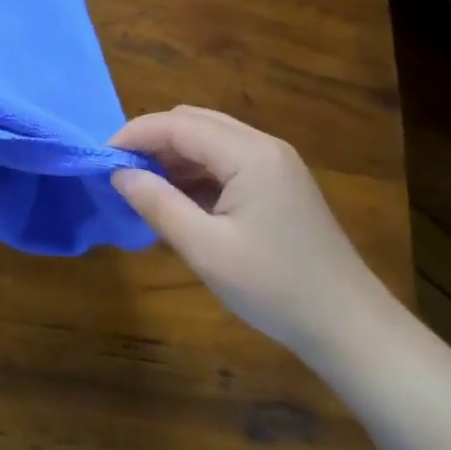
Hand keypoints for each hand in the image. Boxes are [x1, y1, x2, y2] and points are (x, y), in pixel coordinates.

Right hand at [109, 107, 387, 357]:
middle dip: (152, 140)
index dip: (133, 135)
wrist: (351, 327)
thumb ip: (157, 203)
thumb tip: (118, 173)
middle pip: (194, 122)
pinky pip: (227, 158)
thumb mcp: (205, 249)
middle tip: (121, 172)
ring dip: (174, 154)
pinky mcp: (281, 182)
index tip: (100, 160)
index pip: (176, 124)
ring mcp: (276, 162)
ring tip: (144, 186)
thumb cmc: (275, 288)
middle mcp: (263, 145)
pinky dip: (197, 169)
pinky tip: (181, 198)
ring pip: (210, 138)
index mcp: (248, 153)